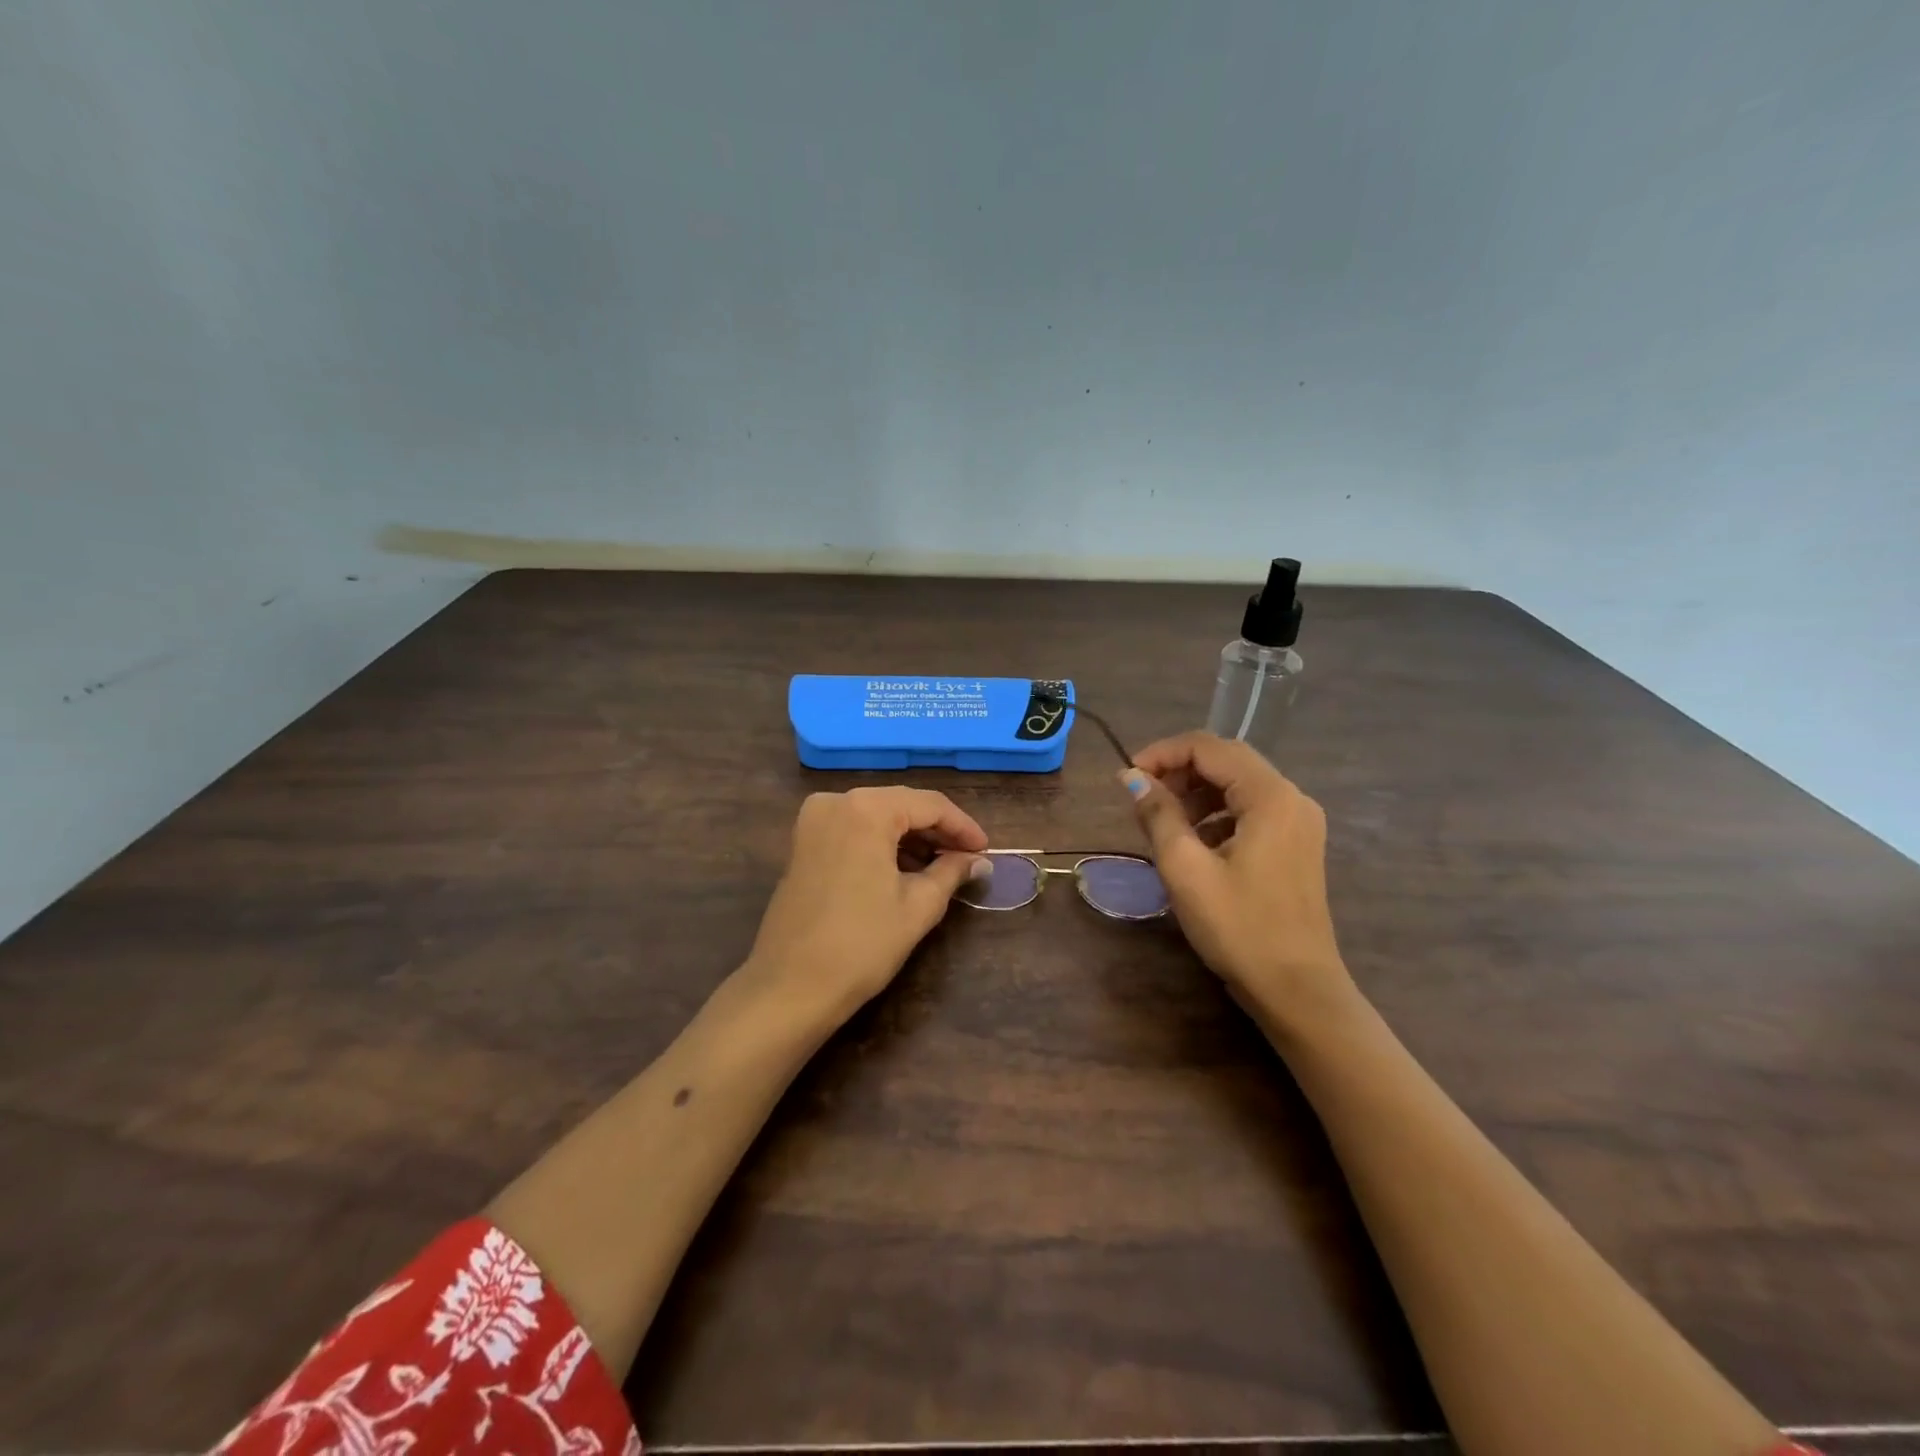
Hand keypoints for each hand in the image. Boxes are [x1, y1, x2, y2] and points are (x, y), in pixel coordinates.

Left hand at [744, 787, 990, 1024]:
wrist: (792, 987)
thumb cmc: (862, 944)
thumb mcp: (919, 906)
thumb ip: (952, 872)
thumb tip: (978, 861)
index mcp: (866, 809)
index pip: (929, 804)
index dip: (963, 826)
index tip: (986, 850)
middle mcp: (836, 801)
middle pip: (901, 805)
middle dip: (937, 830)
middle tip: (968, 858)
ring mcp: (813, 821)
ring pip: (876, 817)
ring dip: (910, 837)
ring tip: (942, 867)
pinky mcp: (802, 843)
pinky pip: (853, 830)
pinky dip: (881, 844)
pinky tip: (905, 869)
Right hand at [1121, 732, 1355, 1030]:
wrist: (1297, 989)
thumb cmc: (1238, 928)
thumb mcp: (1185, 869)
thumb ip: (1158, 814)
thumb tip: (1131, 777)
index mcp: (1270, 796)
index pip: (1209, 748)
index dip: (1163, 753)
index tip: (1128, 778)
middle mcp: (1292, 798)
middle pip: (1227, 760)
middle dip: (1179, 770)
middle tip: (1141, 796)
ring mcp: (1299, 821)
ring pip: (1238, 784)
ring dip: (1196, 791)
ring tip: (1162, 820)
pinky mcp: (1296, 843)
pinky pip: (1250, 809)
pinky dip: (1216, 812)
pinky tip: (1193, 841)